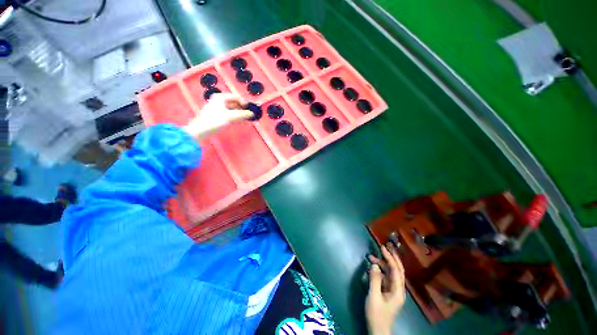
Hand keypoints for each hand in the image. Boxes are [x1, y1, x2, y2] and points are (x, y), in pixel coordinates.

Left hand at [184, 93, 253, 140]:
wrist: (202, 129)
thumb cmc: (215, 120)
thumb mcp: (230, 116)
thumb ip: (242, 114)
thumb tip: (252, 113)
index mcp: (221, 97)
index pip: (236, 97)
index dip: (244, 103)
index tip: (249, 110)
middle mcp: (219, 100)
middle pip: (234, 102)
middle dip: (242, 109)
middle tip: (247, 115)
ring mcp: (217, 106)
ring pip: (232, 108)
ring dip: (239, 113)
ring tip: (244, 119)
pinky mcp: (217, 113)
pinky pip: (228, 112)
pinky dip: (234, 115)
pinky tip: (237, 120)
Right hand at [365, 245, 405, 334]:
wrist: (378, 330)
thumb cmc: (376, 314)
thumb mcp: (373, 296)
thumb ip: (374, 279)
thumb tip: (374, 264)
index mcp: (398, 291)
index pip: (396, 270)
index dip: (390, 258)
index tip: (383, 248)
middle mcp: (398, 289)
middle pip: (397, 270)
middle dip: (391, 258)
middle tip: (383, 247)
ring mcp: (394, 291)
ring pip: (391, 273)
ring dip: (382, 264)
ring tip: (371, 257)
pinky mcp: (388, 292)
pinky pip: (386, 277)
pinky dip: (380, 270)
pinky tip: (373, 267)